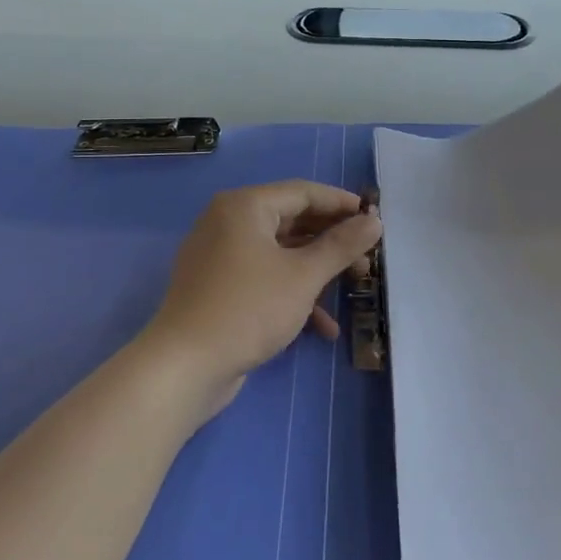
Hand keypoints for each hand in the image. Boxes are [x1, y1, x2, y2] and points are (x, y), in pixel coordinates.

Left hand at [138, 182, 382, 412]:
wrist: (184, 367)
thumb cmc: (248, 309)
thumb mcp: (303, 276)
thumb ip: (341, 246)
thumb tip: (375, 221)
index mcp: (245, 206)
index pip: (304, 192)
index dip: (342, 204)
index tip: (375, 220)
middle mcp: (230, 222)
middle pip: (293, 221)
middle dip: (333, 242)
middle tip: (367, 259)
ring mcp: (221, 256)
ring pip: (281, 252)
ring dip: (318, 270)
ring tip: (355, 289)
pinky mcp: (220, 288)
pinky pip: (265, 278)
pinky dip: (293, 294)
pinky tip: (323, 327)